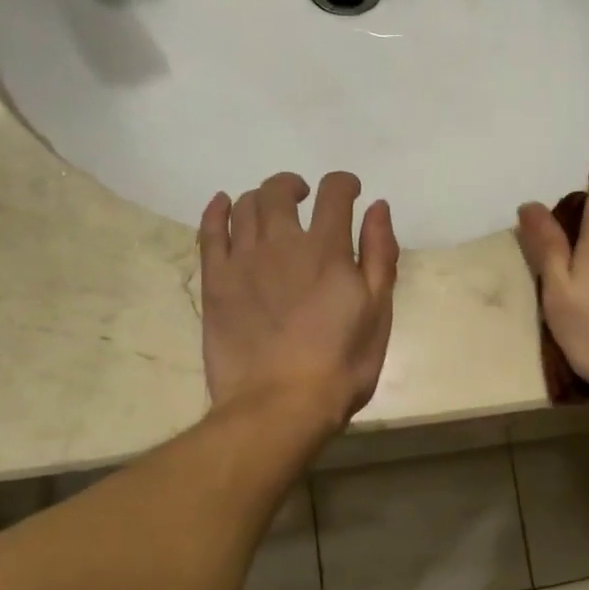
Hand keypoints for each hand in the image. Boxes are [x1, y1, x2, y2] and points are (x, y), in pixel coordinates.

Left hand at [200, 171, 399, 425]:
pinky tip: (223, 204)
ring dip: (261, 198)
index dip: (344, 184)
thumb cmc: (341, 365)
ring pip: (245, 207)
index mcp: (327, 250)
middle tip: (304, 197)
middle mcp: (282, 244)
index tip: (350, 191)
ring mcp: (243, 261)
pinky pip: (209, 232)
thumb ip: (379, 255)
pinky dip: (216, 211)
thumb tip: (377, 208)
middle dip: (295, 185)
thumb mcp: (378, 313)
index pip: (334, 194)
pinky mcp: (215, 282)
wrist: (280, 405)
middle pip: (280, 192)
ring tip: (271, 211)